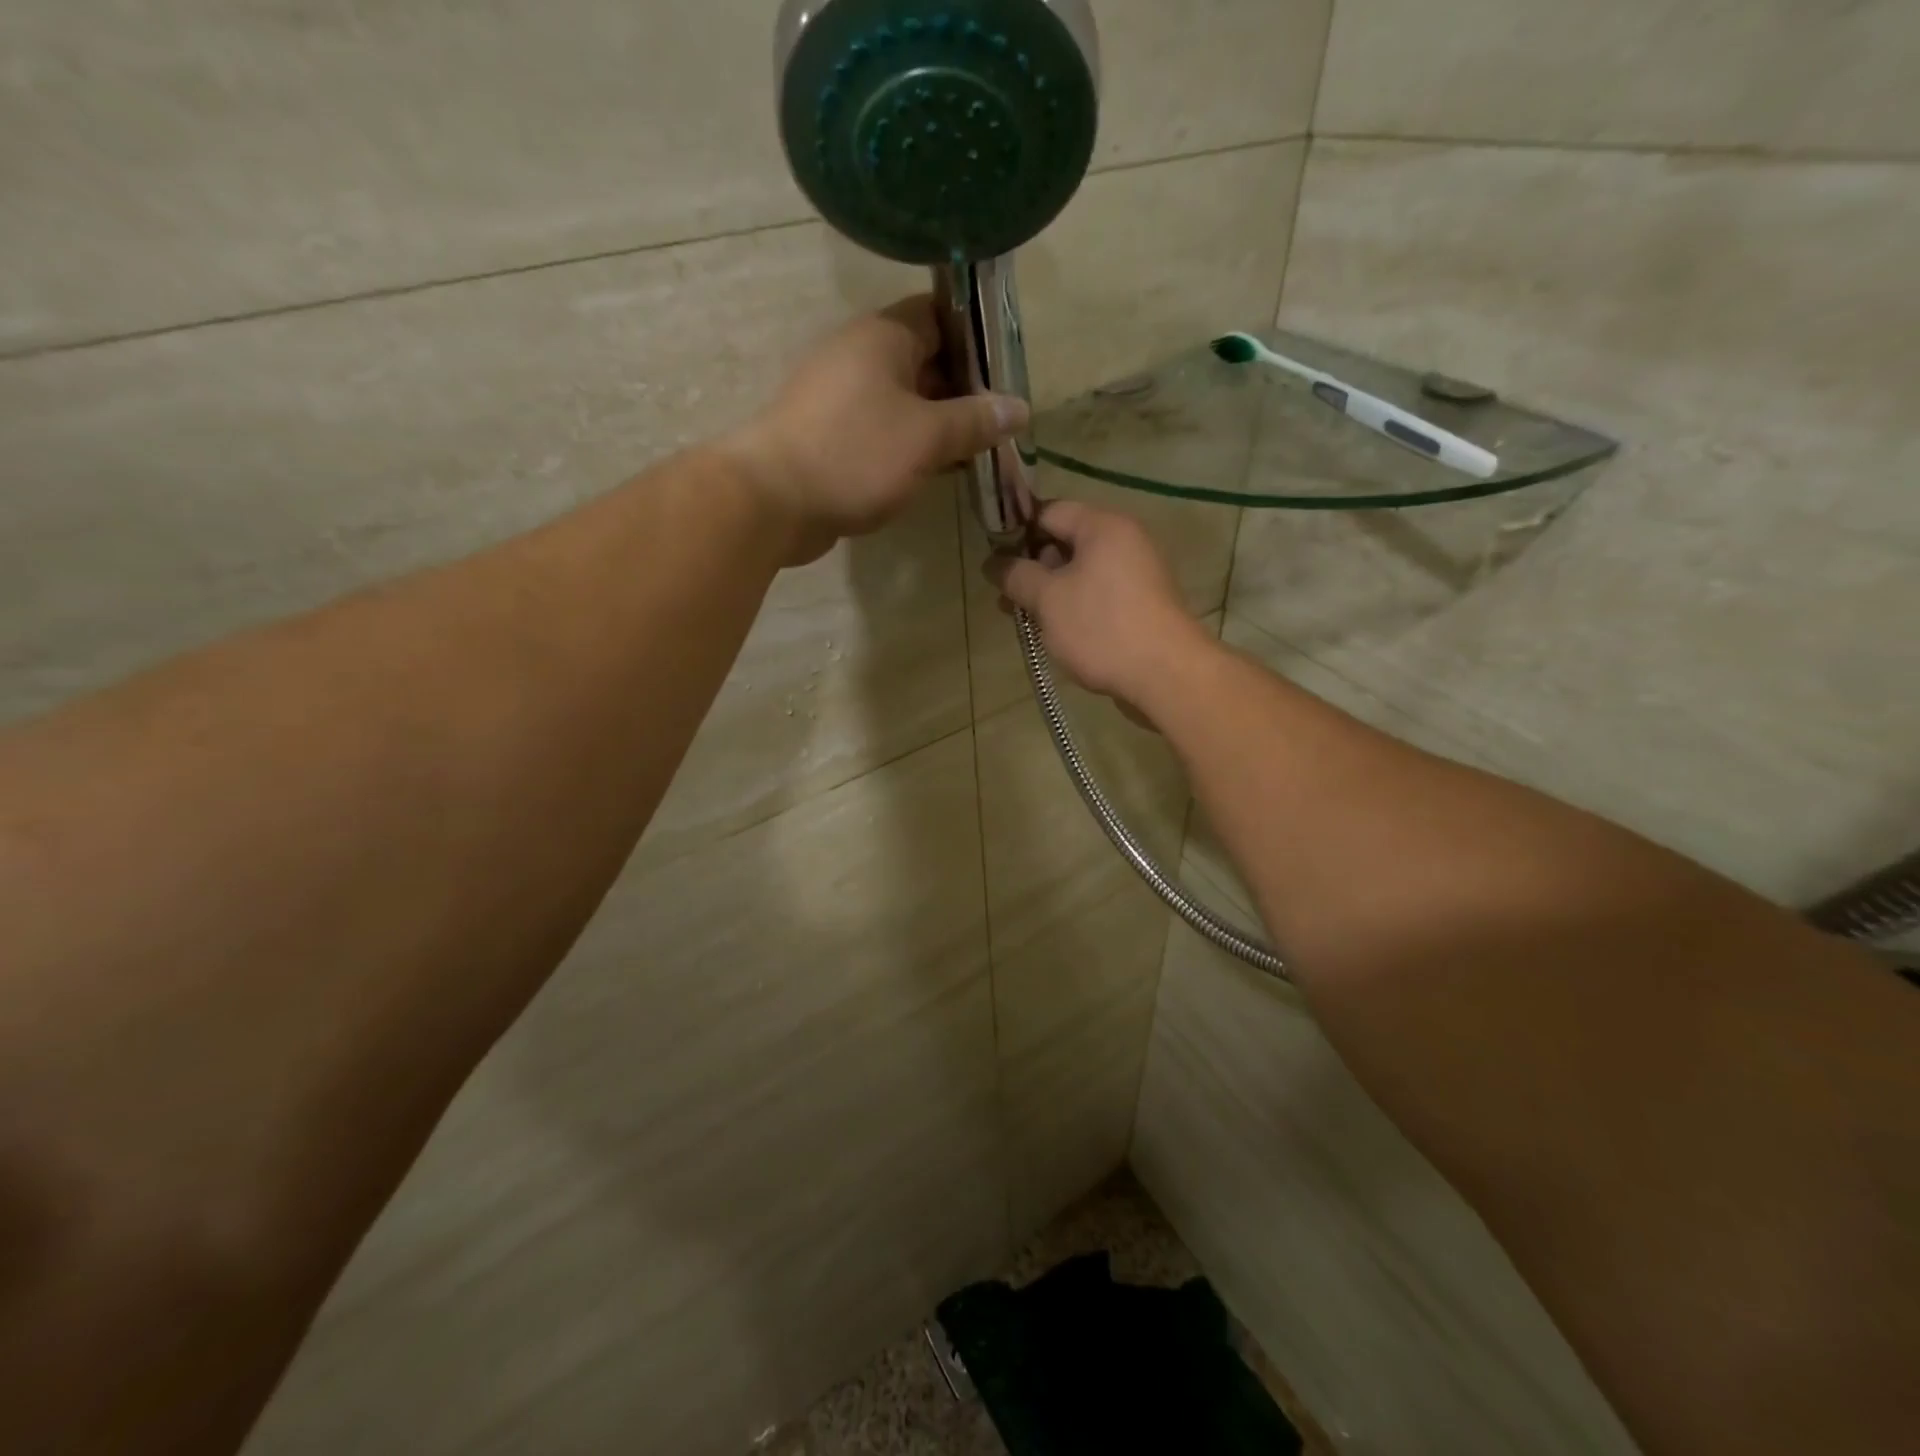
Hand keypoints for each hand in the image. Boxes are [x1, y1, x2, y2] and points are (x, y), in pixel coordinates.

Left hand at [726, 296, 1029, 565]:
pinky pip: (883, 430)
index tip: (1009, 372)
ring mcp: (841, 397)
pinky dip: (912, 445)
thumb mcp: (927, 437)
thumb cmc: (856, 455)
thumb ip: (976, 421)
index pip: (941, 315)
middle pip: (925, 360)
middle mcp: (859, 356)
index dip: (978, 339)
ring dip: (940, 423)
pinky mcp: (831, 435)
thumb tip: (1019, 408)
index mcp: (883, 336)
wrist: (773, 501)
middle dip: (965, 390)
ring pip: (905, 400)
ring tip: (979, 450)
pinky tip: (938, 470)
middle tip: (1002, 422)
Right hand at [987, 500, 1213, 722]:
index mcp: (1103, 526)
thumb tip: (993, 563)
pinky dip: (1074, 607)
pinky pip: (1099, 595)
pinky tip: (1055, 632)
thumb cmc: (1101, 627)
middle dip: (1032, 568)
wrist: (1166, 675)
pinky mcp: (1142, 605)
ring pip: (1081, 573)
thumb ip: (1017, 576)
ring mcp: (1138, 574)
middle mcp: (1125, 540)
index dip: (1017, 531)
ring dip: (1050, 592)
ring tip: (1023, 619)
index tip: (993, 559)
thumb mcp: (1048, 600)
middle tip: (1005, 597)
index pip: (1050, 511)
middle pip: (1066, 542)